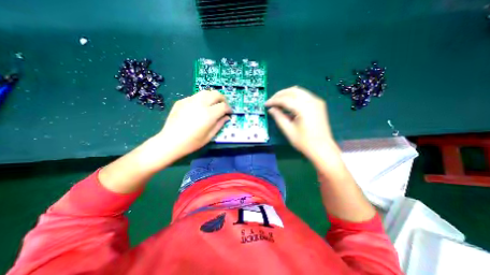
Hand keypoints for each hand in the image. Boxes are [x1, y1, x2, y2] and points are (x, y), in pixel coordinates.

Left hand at [157, 90, 233, 158]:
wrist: (170, 141)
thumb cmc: (192, 142)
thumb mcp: (210, 136)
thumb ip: (220, 124)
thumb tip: (227, 117)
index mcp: (209, 114)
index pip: (224, 106)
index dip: (229, 109)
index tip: (229, 113)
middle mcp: (200, 104)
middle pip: (216, 94)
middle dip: (223, 99)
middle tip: (223, 106)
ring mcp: (190, 100)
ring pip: (206, 92)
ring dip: (213, 97)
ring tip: (213, 104)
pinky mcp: (182, 101)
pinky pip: (196, 96)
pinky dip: (202, 99)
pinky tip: (200, 107)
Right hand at [266, 86, 334, 158]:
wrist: (322, 148)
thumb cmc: (304, 142)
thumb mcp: (288, 130)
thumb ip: (278, 117)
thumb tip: (271, 109)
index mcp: (303, 108)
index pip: (285, 99)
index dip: (273, 101)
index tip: (266, 104)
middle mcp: (311, 101)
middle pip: (292, 91)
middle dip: (279, 94)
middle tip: (271, 101)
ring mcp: (316, 101)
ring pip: (298, 91)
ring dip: (286, 94)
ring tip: (278, 102)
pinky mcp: (318, 104)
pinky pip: (304, 95)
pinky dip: (294, 97)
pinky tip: (288, 104)